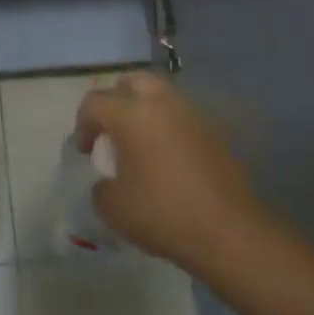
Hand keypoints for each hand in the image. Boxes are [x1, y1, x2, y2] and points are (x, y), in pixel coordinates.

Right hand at [76, 73, 267, 272]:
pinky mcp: (216, 134)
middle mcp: (162, 104)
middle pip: (133, 82)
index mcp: (130, 114)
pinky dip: (172, 130)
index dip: (83, 123)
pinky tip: (170, 159)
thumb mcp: (113, 208)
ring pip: (163, 97)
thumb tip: (108, 182)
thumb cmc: (162, 213)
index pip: (95, 101)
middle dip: (118, 100)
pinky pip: (185, 120)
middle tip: (113, 131)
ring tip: (142, 144)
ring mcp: (193, 116)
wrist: (229, 232)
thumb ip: (101, 188)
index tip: (87, 152)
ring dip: (147, 112)